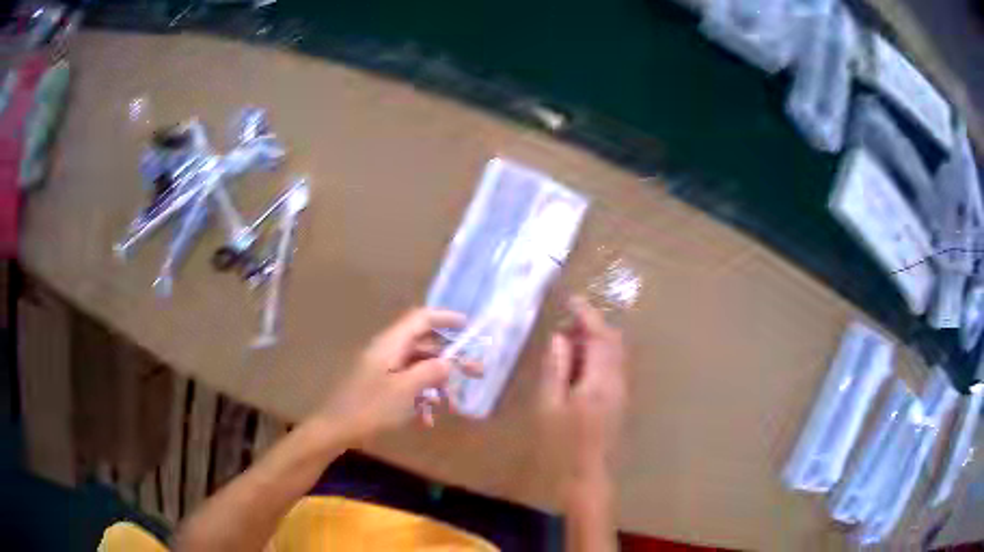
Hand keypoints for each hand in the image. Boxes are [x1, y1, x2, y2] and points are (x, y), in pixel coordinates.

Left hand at [315, 308, 477, 440]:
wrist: (336, 429)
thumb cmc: (370, 407)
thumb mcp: (405, 390)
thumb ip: (430, 372)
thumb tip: (449, 361)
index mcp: (391, 344)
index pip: (421, 319)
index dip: (445, 318)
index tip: (469, 327)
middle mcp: (387, 351)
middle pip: (424, 345)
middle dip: (451, 359)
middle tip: (476, 372)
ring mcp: (382, 369)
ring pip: (418, 368)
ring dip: (437, 384)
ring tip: (453, 406)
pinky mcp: (379, 386)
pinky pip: (407, 384)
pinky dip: (420, 398)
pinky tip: (426, 421)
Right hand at [538, 296, 625, 485]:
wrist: (587, 475)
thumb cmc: (561, 444)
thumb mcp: (549, 406)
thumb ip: (556, 369)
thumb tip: (560, 338)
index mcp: (600, 381)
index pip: (599, 337)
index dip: (586, 315)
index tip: (571, 300)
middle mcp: (617, 382)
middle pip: (613, 341)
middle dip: (593, 325)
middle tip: (566, 322)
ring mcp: (621, 391)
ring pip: (615, 354)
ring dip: (596, 340)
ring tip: (568, 342)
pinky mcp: (619, 400)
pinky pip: (613, 367)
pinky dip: (598, 355)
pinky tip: (578, 365)